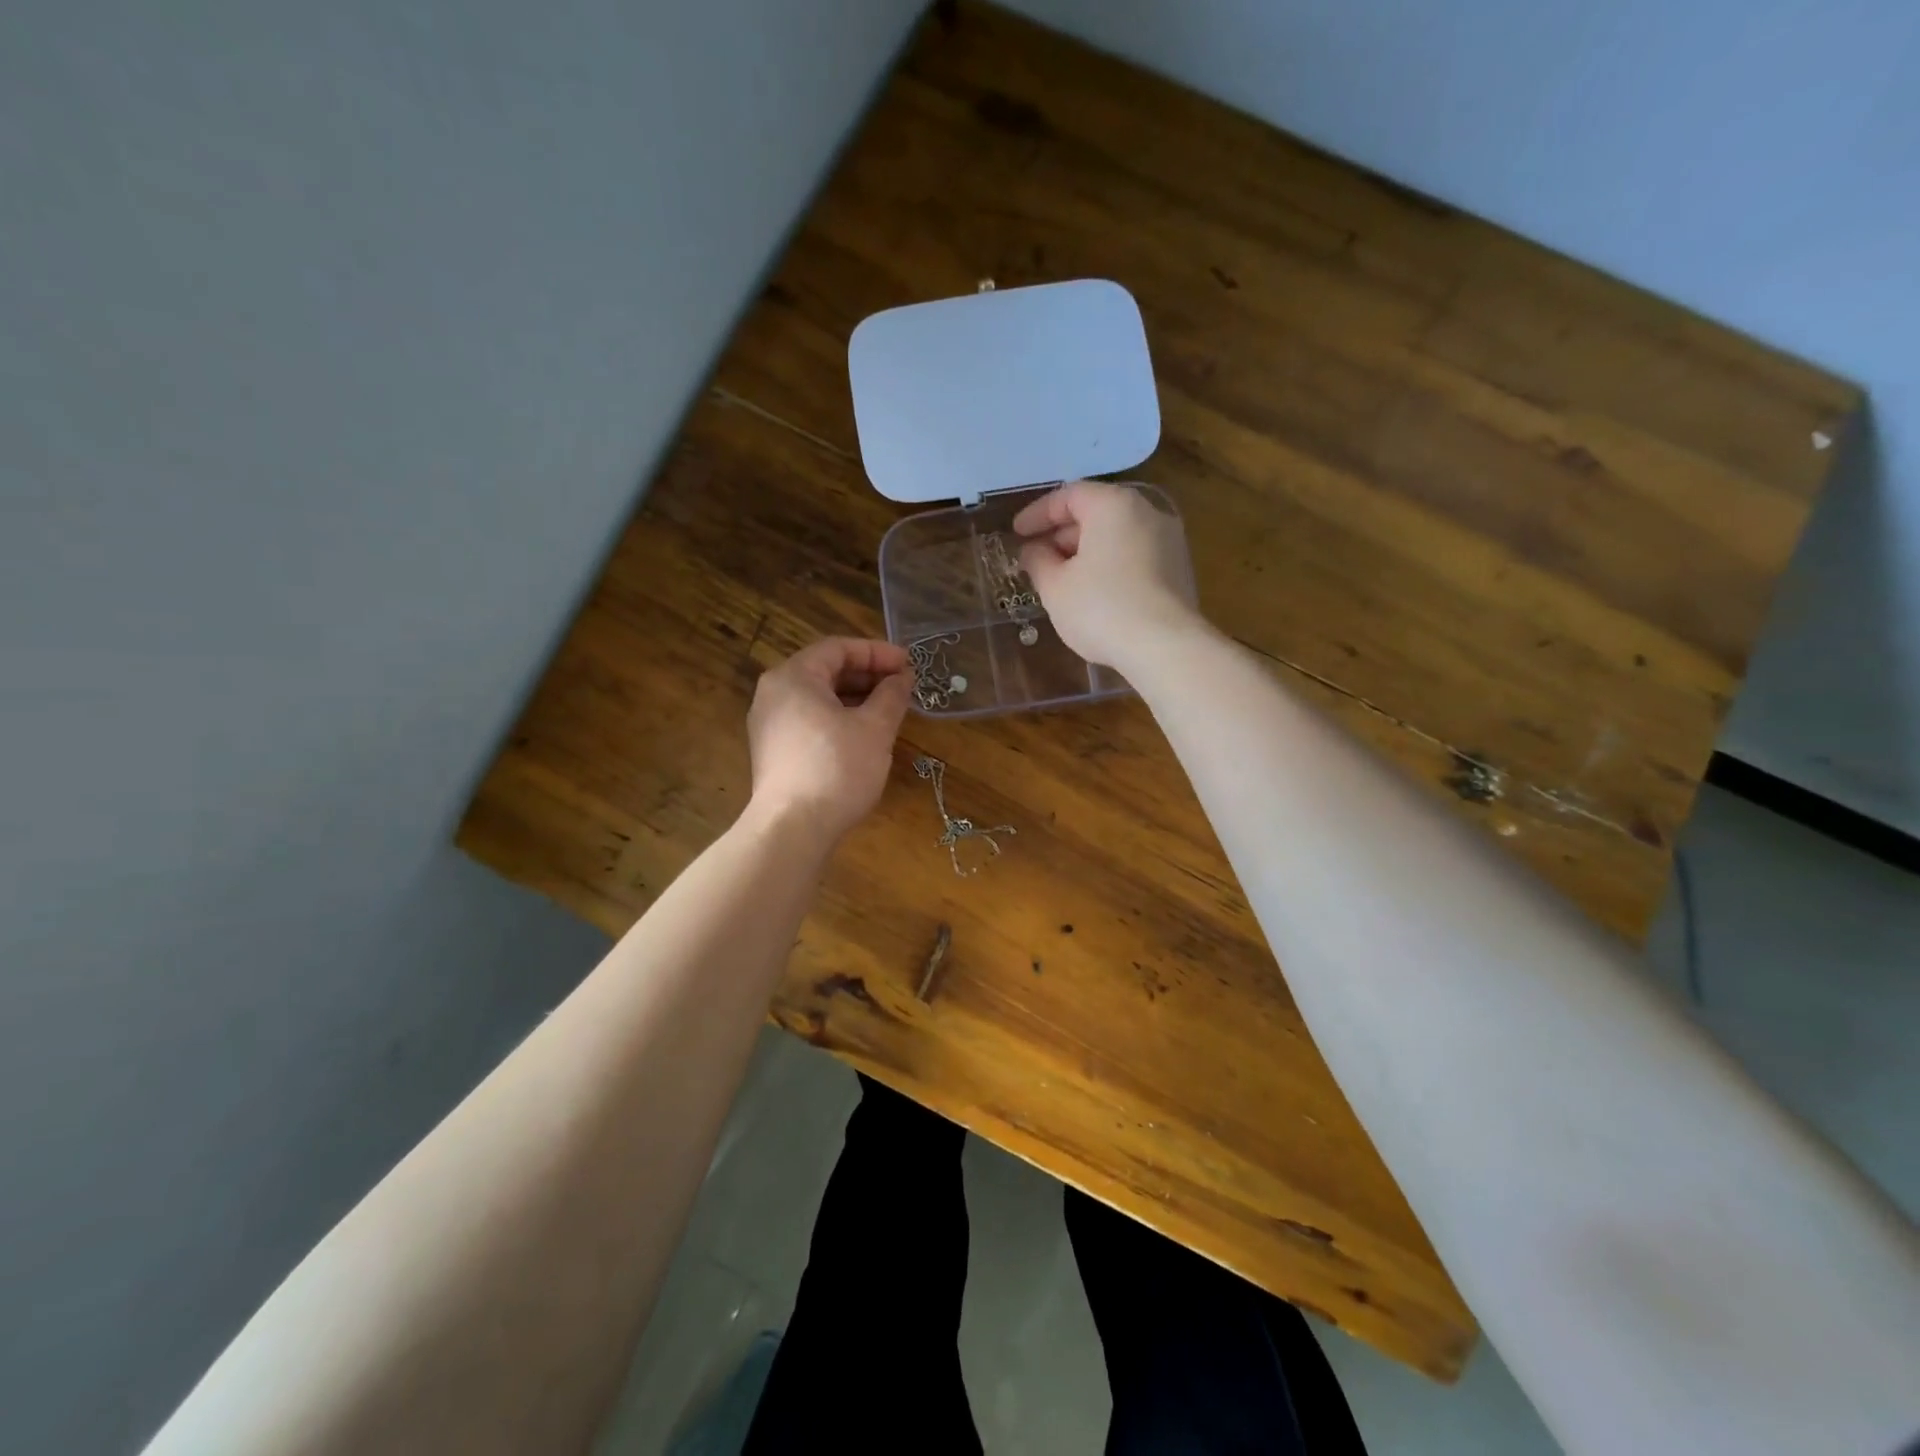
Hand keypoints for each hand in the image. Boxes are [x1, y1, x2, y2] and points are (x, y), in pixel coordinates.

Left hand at [745, 637, 912, 843]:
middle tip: (903, 686)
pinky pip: (810, 720)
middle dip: (868, 675)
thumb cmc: (837, 769)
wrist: (793, 829)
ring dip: (856, 699)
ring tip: (890, 710)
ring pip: (819, 698)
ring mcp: (770, 724)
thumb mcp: (874, 728)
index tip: (909, 664)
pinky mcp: (774, 751)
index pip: (838, 648)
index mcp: (794, 677)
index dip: (877, 652)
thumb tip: (903, 678)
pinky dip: (839, 718)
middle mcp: (775, 693)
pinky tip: (865, 734)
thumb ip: (891, 696)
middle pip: (826, 671)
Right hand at [1013, 481, 1201, 670]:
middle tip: (1036, 559)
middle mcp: (1147, 512)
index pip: (1069, 495)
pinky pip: (1134, 556)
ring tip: (1061, 580)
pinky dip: (1109, 565)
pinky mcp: (1179, 570)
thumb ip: (1037, 561)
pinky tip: (1093, 594)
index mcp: (1114, 505)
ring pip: (1117, 536)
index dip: (1037, 513)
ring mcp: (1169, 541)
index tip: (1016, 534)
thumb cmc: (1101, 608)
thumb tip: (1032, 550)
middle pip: (1096, 512)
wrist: (1165, 647)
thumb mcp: (1055, 586)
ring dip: (1085, 552)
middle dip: (1061, 535)